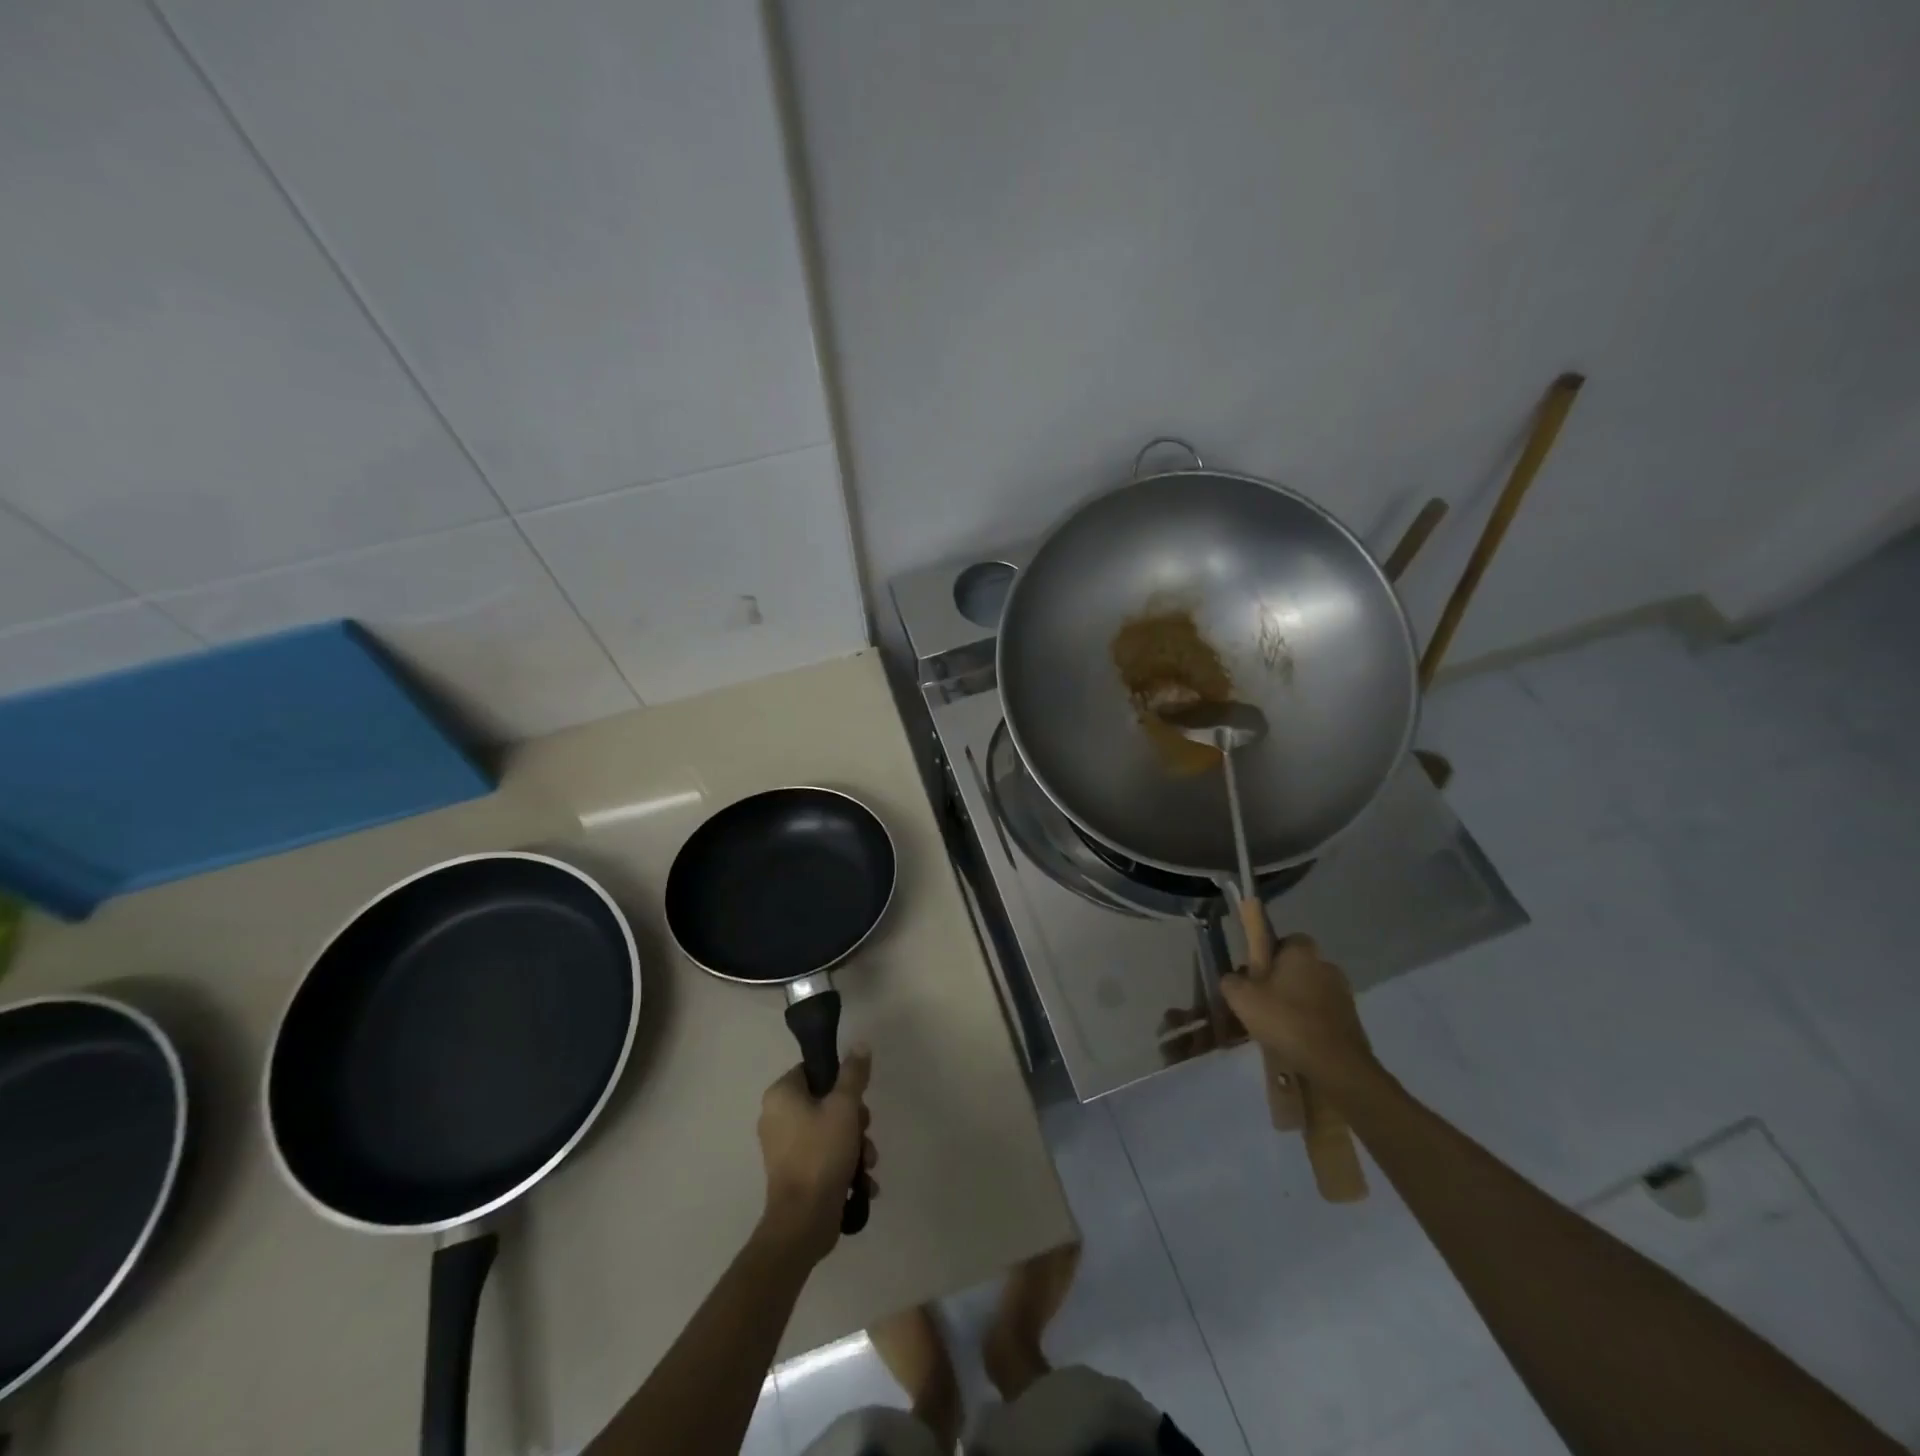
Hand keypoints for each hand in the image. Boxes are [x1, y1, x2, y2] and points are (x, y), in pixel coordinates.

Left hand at [756, 1045, 877, 1262]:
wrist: (803, 1222)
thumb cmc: (821, 1153)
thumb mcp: (844, 1106)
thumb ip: (853, 1073)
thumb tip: (859, 1043)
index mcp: (781, 1095)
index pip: (815, 1071)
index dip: (841, 1082)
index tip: (857, 1100)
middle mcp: (777, 1118)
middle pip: (827, 1103)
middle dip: (855, 1120)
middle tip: (864, 1133)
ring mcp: (784, 1149)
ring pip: (831, 1131)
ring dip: (856, 1145)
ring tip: (867, 1164)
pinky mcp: (795, 1174)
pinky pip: (824, 1157)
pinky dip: (844, 1166)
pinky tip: (862, 1182)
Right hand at [1219, 935, 1377, 1088]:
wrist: (1334, 1064)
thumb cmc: (1285, 1019)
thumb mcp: (1242, 998)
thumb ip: (1231, 981)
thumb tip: (1233, 979)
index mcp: (1301, 952)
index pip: (1286, 940)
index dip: (1270, 954)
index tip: (1257, 973)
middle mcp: (1326, 965)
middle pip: (1299, 967)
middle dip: (1284, 980)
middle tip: (1263, 1001)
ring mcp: (1344, 994)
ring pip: (1312, 992)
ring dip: (1299, 1003)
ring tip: (1279, 1027)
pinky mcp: (1353, 1021)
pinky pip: (1325, 1015)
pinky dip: (1312, 1024)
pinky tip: (1298, 1042)